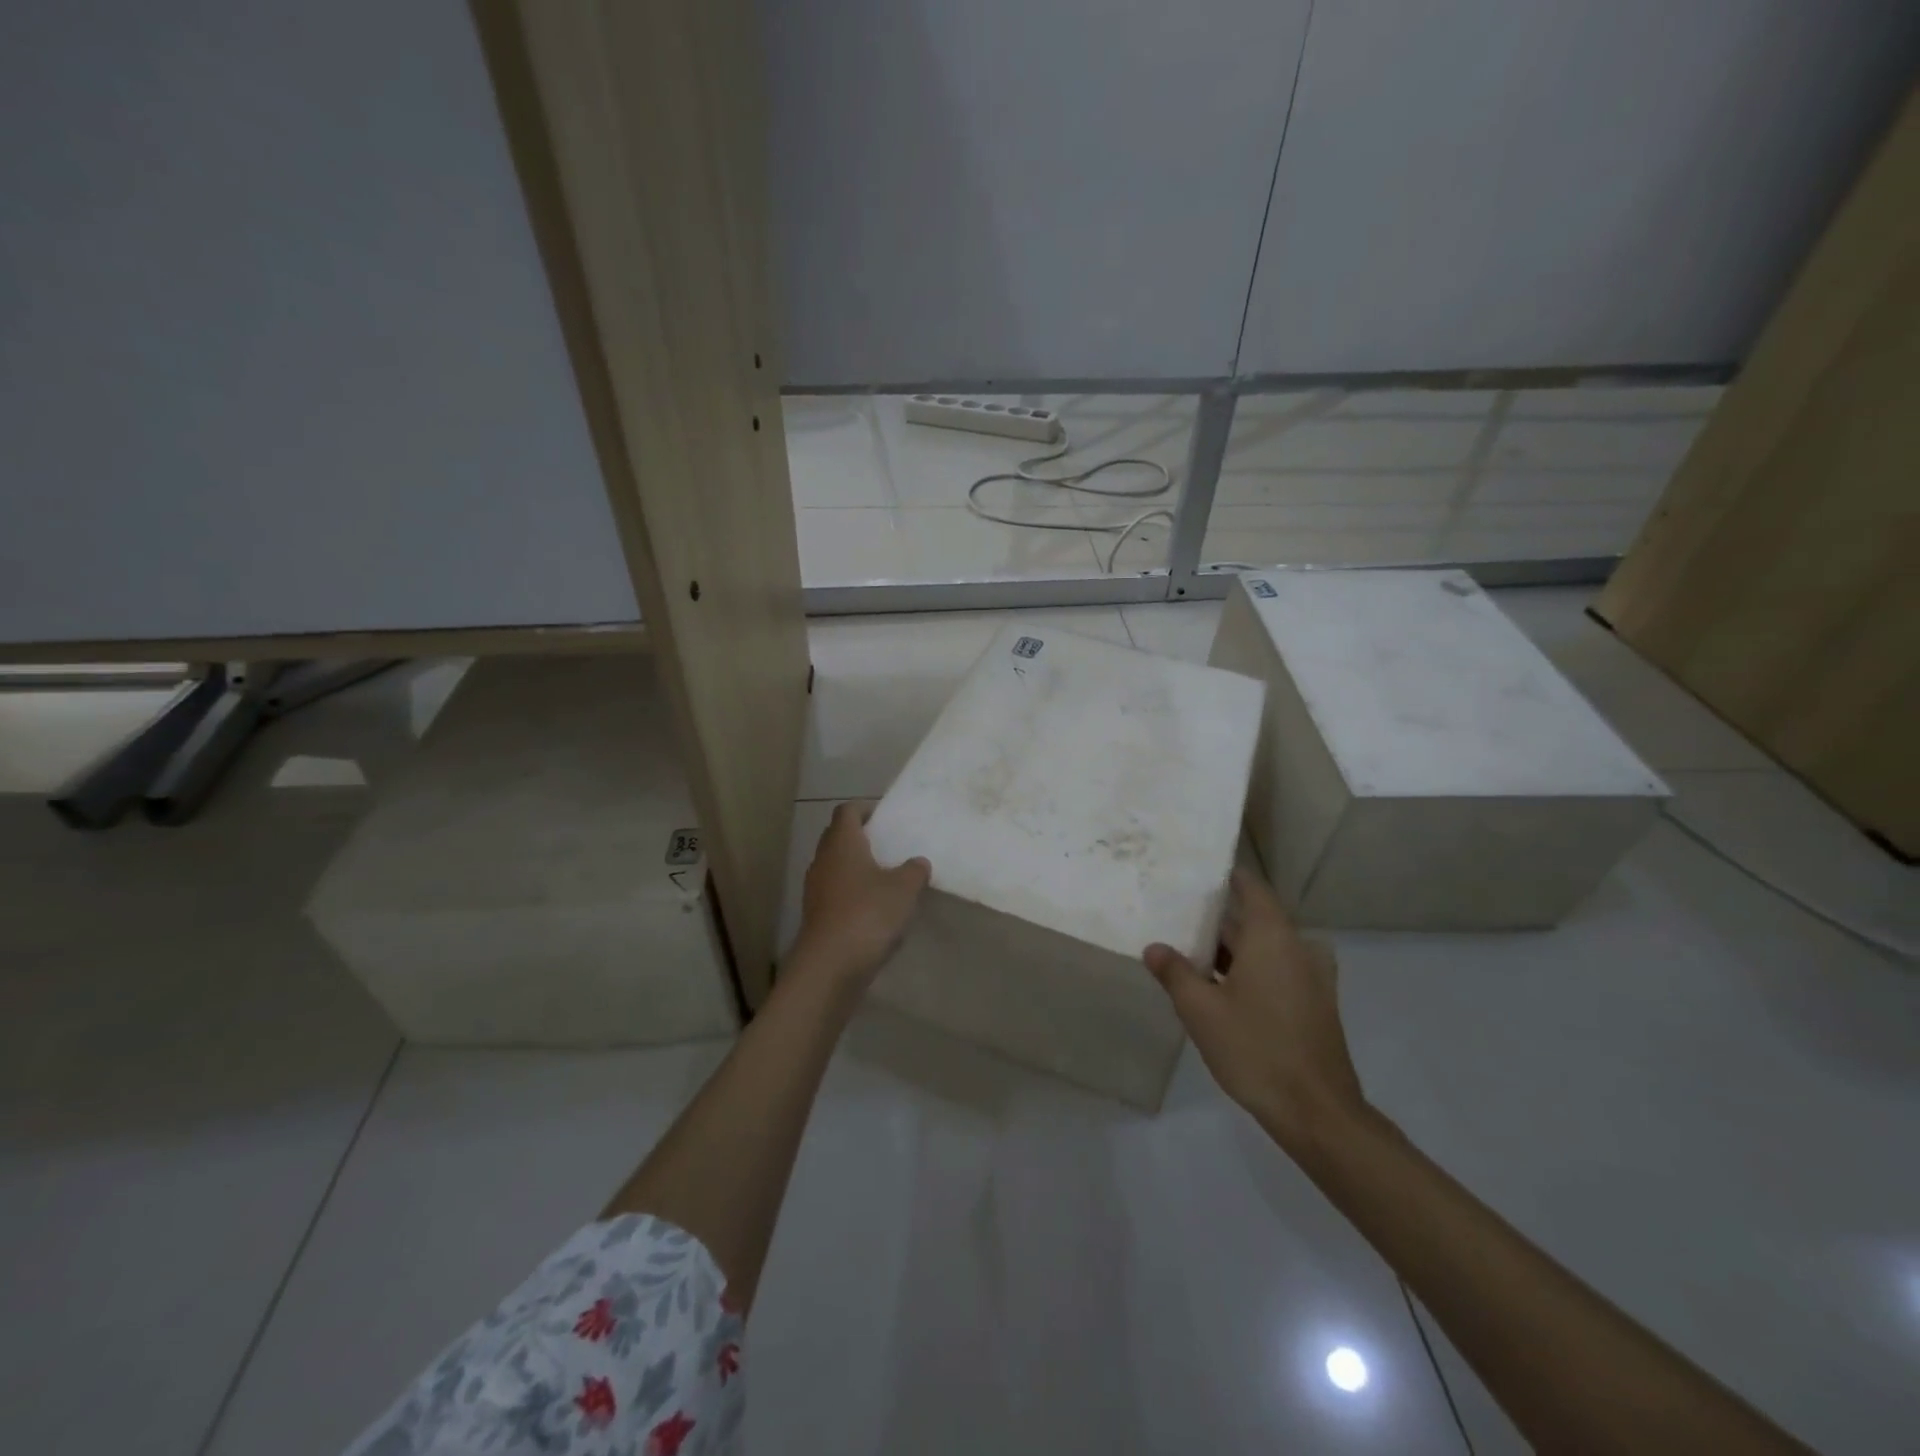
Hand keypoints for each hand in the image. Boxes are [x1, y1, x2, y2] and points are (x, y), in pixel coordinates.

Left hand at [791, 803, 930, 989]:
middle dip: (860, 837)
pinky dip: (852, 893)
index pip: (847, 811)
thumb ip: (914, 870)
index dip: (864, 808)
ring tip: (885, 877)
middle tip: (887, 845)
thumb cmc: (868, 913)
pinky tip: (874, 908)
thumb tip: (918, 862)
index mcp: (842, 843)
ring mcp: (816, 889)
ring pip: (835, 867)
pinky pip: (835, 893)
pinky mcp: (816, 916)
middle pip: (837, 837)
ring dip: (856, 868)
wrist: (830, 965)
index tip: (884, 816)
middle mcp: (823, 860)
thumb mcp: (904, 889)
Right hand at [1143, 868, 1367, 1148]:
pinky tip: (1218, 988)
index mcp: (1272, 936)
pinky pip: (1277, 970)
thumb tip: (1154, 947)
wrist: (1317, 1112)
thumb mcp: (1201, 1010)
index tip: (1193, 874)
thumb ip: (1175, 972)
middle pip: (1253, 918)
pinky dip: (1250, 969)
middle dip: (1216, 920)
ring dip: (1231, 949)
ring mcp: (1311, 977)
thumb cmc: (1256, 1049)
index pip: (1250, 887)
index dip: (1224, 877)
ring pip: (1264, 947)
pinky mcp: (1314, 1003)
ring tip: (1188, 952)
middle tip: (1176, 917)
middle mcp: (1297, 947)